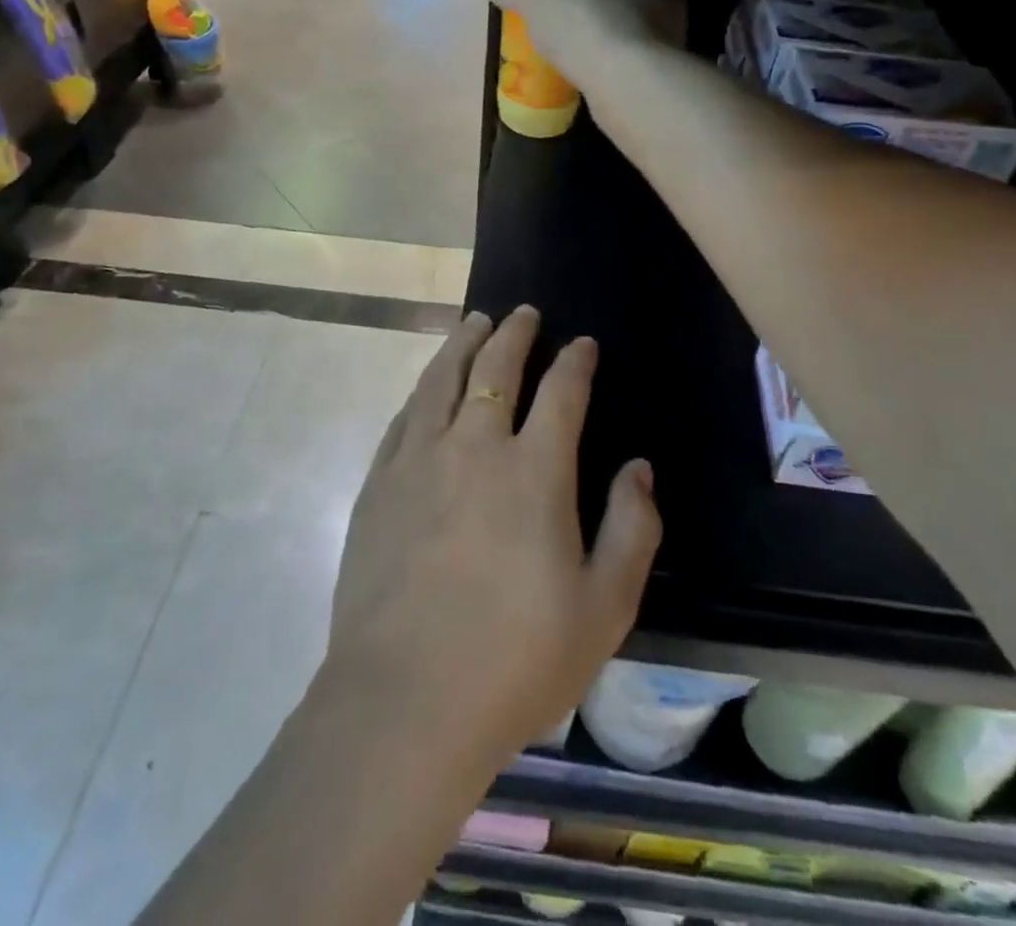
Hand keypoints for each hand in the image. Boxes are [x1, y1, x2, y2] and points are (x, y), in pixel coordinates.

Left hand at [324, 307, 661, 769]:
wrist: (405, 702)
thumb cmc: (516, 660)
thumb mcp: (604, 607)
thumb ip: (631, 529)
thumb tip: (637, 467)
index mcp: (534, 471)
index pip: (561, 392)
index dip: (575, 362)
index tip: (583, 344)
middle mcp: (475, 447)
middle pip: (496, 368)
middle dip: (514, 334)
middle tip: (523, 313)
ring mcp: (418, 460)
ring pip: (443, 379)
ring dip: (462, 344)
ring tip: (474, 322)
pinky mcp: (378, 484)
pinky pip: (405, 416)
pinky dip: (424, 389)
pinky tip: (429, 385)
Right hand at [476, 0, 683, 95]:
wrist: (626, 82)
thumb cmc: (585, 22)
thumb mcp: (535, 0)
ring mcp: (676, 22)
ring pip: (664, 8)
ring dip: (645, 14)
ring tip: (617, 24)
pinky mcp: (674, 59)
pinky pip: (659, 46)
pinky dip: (644, 49)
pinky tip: (621, 59)